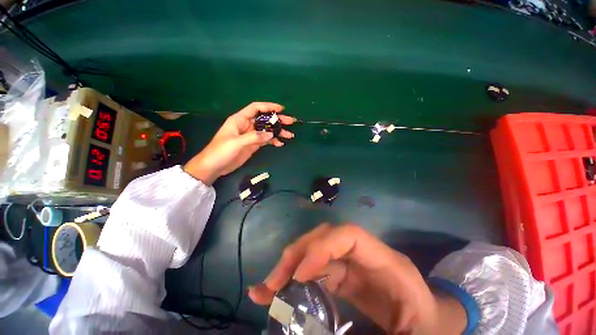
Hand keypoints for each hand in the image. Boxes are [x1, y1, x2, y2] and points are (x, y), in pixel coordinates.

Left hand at [184, 102, 294, 184]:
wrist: (214, 166)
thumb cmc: (221, 151)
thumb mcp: (236, 142)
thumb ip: (254, 137)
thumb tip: (271, 134)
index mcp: (240, 120)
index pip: (256, 108)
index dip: (269, 106)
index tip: (281, 109)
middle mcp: (247, 125)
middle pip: (265, 119)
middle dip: (278, 120)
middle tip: (291, 122)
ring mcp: (251, 136)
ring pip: (267, 130)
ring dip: (278, 132)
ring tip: (290, 135)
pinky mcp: (253, 145)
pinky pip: (266, 141)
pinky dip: (273, 141)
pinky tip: (280, 143)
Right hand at [248, 224, 465, 334]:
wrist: (432, 323)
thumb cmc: (427, 326)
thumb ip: (375, 334)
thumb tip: (319, 331)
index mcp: (384, 261)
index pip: (348, 235)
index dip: (322, 247)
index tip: (300, 275)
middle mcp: (363, 254)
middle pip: (325, 237)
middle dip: (297, 254)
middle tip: (274, 283)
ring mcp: (351, 262)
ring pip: (315, 249)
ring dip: (290, 264)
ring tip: (268, 287)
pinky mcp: (343, 274)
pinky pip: (315, 268)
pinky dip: (295, 276)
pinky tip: (279, 289)